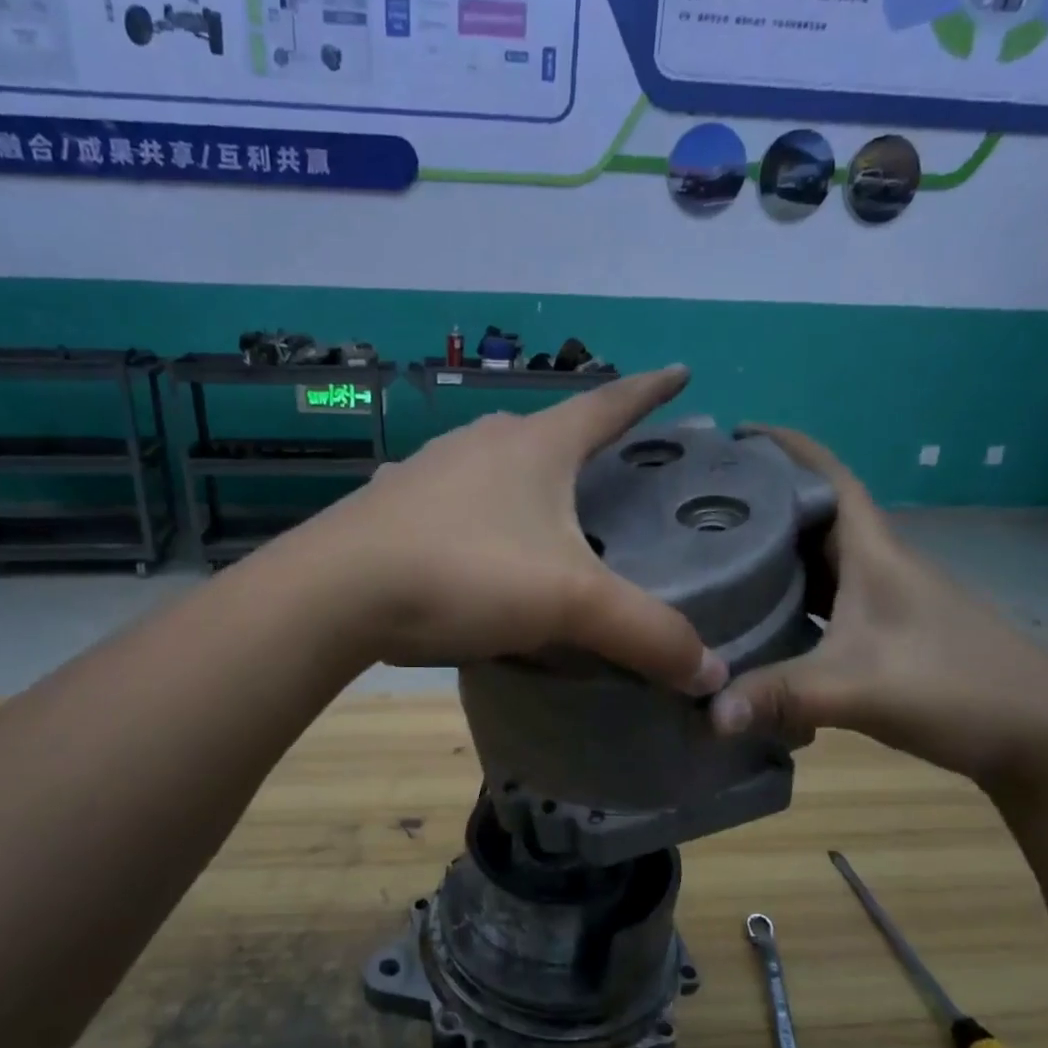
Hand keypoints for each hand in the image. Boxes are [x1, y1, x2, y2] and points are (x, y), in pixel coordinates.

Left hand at [303, 366, 726, 694]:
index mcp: (534, 446)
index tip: (679, 373)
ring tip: (543, 509)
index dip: (649, 391)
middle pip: (546, 431)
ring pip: (492, 466)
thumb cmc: (465, 574)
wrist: (336, 593)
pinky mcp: (390, 508)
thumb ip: (644, 633)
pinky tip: (470, 547)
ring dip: (523, 480)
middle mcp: (480, 443)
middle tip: (611, 464)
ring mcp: (427, 471)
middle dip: (582, 440)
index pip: (607, 404)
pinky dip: (474, 517)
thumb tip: (712, 674)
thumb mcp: (569, 603)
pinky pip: (449, 504)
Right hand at [709, 428, 1047, 787]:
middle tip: (703, 505)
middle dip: (764, 503)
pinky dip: (791, 601)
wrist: (1044, 738)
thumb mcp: (857, 689)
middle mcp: (879, 567)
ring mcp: (886, 603)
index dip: (789, 448)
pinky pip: (825, 603)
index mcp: (875, 554)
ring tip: (717, 558)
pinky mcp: (887, 637)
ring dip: (776, 555)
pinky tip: (761, 621)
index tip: (739, 435)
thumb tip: (707, 713)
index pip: (831, 478)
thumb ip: (779, 696)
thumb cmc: (956, 688)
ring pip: (819, 563)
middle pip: (815, 518)